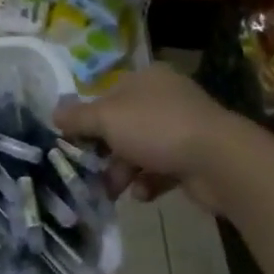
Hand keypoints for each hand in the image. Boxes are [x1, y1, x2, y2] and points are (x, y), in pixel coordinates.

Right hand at [53, 63, 243, 211]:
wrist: (220, 161)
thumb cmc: (156, 128)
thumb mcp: (107, 118)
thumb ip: (78, 117)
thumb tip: (53, 113)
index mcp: (146, 79)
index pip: (108, 95)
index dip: (89, 118)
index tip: (74, 142)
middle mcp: (166, 98)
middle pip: (124, 125)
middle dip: (106, 151)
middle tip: (89, 171)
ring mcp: (184, 128)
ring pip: (141, 150)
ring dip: (123, 171)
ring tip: (112, 191)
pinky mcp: (196, 158)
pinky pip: (163, 169)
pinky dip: (148, 182)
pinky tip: (142, 194)